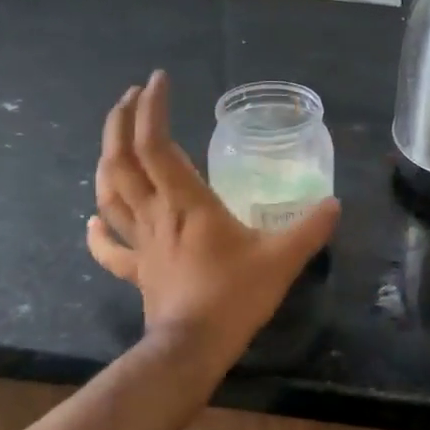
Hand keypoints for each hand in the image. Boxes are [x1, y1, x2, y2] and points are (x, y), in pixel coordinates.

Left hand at [87, 71, 338, 362]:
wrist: (193, 349)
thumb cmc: (234, 296)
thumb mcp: (282, 259)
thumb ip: (310, 228)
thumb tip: (335, 204)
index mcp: (186, 202)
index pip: (157, 144)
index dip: (152, 108)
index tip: (158, 80)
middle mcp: (156, 214)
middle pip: (121, 160)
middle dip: (120, 122)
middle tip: (131, 96)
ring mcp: (141, 242)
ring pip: (109, 195)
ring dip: (107, 161)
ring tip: (115, 140)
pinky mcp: (138, 270)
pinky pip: (110, 247)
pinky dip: (99, 229)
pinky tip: (95, 218)